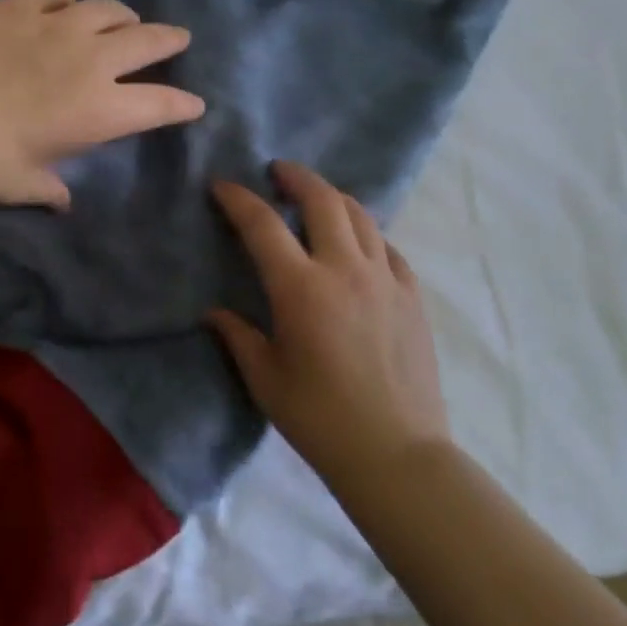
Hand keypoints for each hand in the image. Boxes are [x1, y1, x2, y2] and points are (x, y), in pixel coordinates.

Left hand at [0, 0, 205, 207]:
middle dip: (170, 41)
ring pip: (106, 9)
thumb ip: (51, 189)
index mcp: (99, 109)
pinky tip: (67, 7)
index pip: (160, 103)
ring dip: (123, 16)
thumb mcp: (23, 185)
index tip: (195, 102)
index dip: (182, 104)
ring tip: (124, 20)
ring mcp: (53, 26)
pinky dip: (70, 3)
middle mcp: (89, 60)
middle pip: (147, 41)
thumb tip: (62, 199)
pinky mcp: (17, 7)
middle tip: (178, 39)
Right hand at [209, 160, 450, 490]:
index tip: (222, 185)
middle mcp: (345, 270)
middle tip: (277, 171)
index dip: (238, 199)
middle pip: (323, 200)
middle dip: (296, 177)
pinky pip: (388, 247)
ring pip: (361, 216)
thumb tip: (214, 312)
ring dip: (333, 197)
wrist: (396, 454)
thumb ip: (238, 335)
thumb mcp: (265, 378)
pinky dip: (366, 233)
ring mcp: (386, 279)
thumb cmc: (319, 417)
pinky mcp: (412, 296)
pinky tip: (357, 243)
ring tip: (315, 198)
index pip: (263, 224)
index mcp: (301, 288)